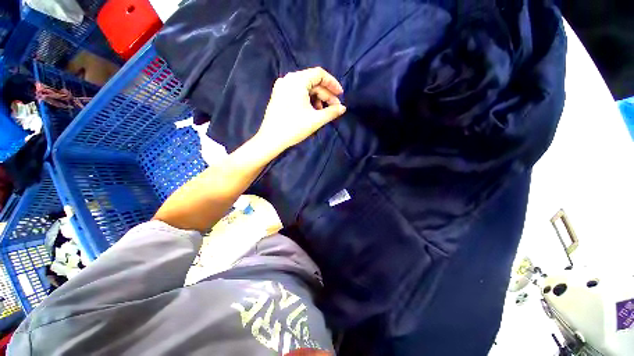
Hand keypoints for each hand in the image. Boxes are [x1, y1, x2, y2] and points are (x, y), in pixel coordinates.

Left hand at [255, 67, 346, 152]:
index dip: (333, 84)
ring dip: (317, 99)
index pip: (320, 74)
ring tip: (322, 112)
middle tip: (334, 108)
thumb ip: (332, 112)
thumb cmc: (294, 128)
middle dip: (325, 95)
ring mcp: (282, 87)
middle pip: (313, 82)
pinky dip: (307, 100)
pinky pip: (297, 93)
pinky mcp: (279, 95)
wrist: (271, 139)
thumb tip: (343, 108)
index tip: (340, 95)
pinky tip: (311, 111)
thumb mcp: (316, 120)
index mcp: (297, 80)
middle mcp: (288, 79)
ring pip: (305, 88)